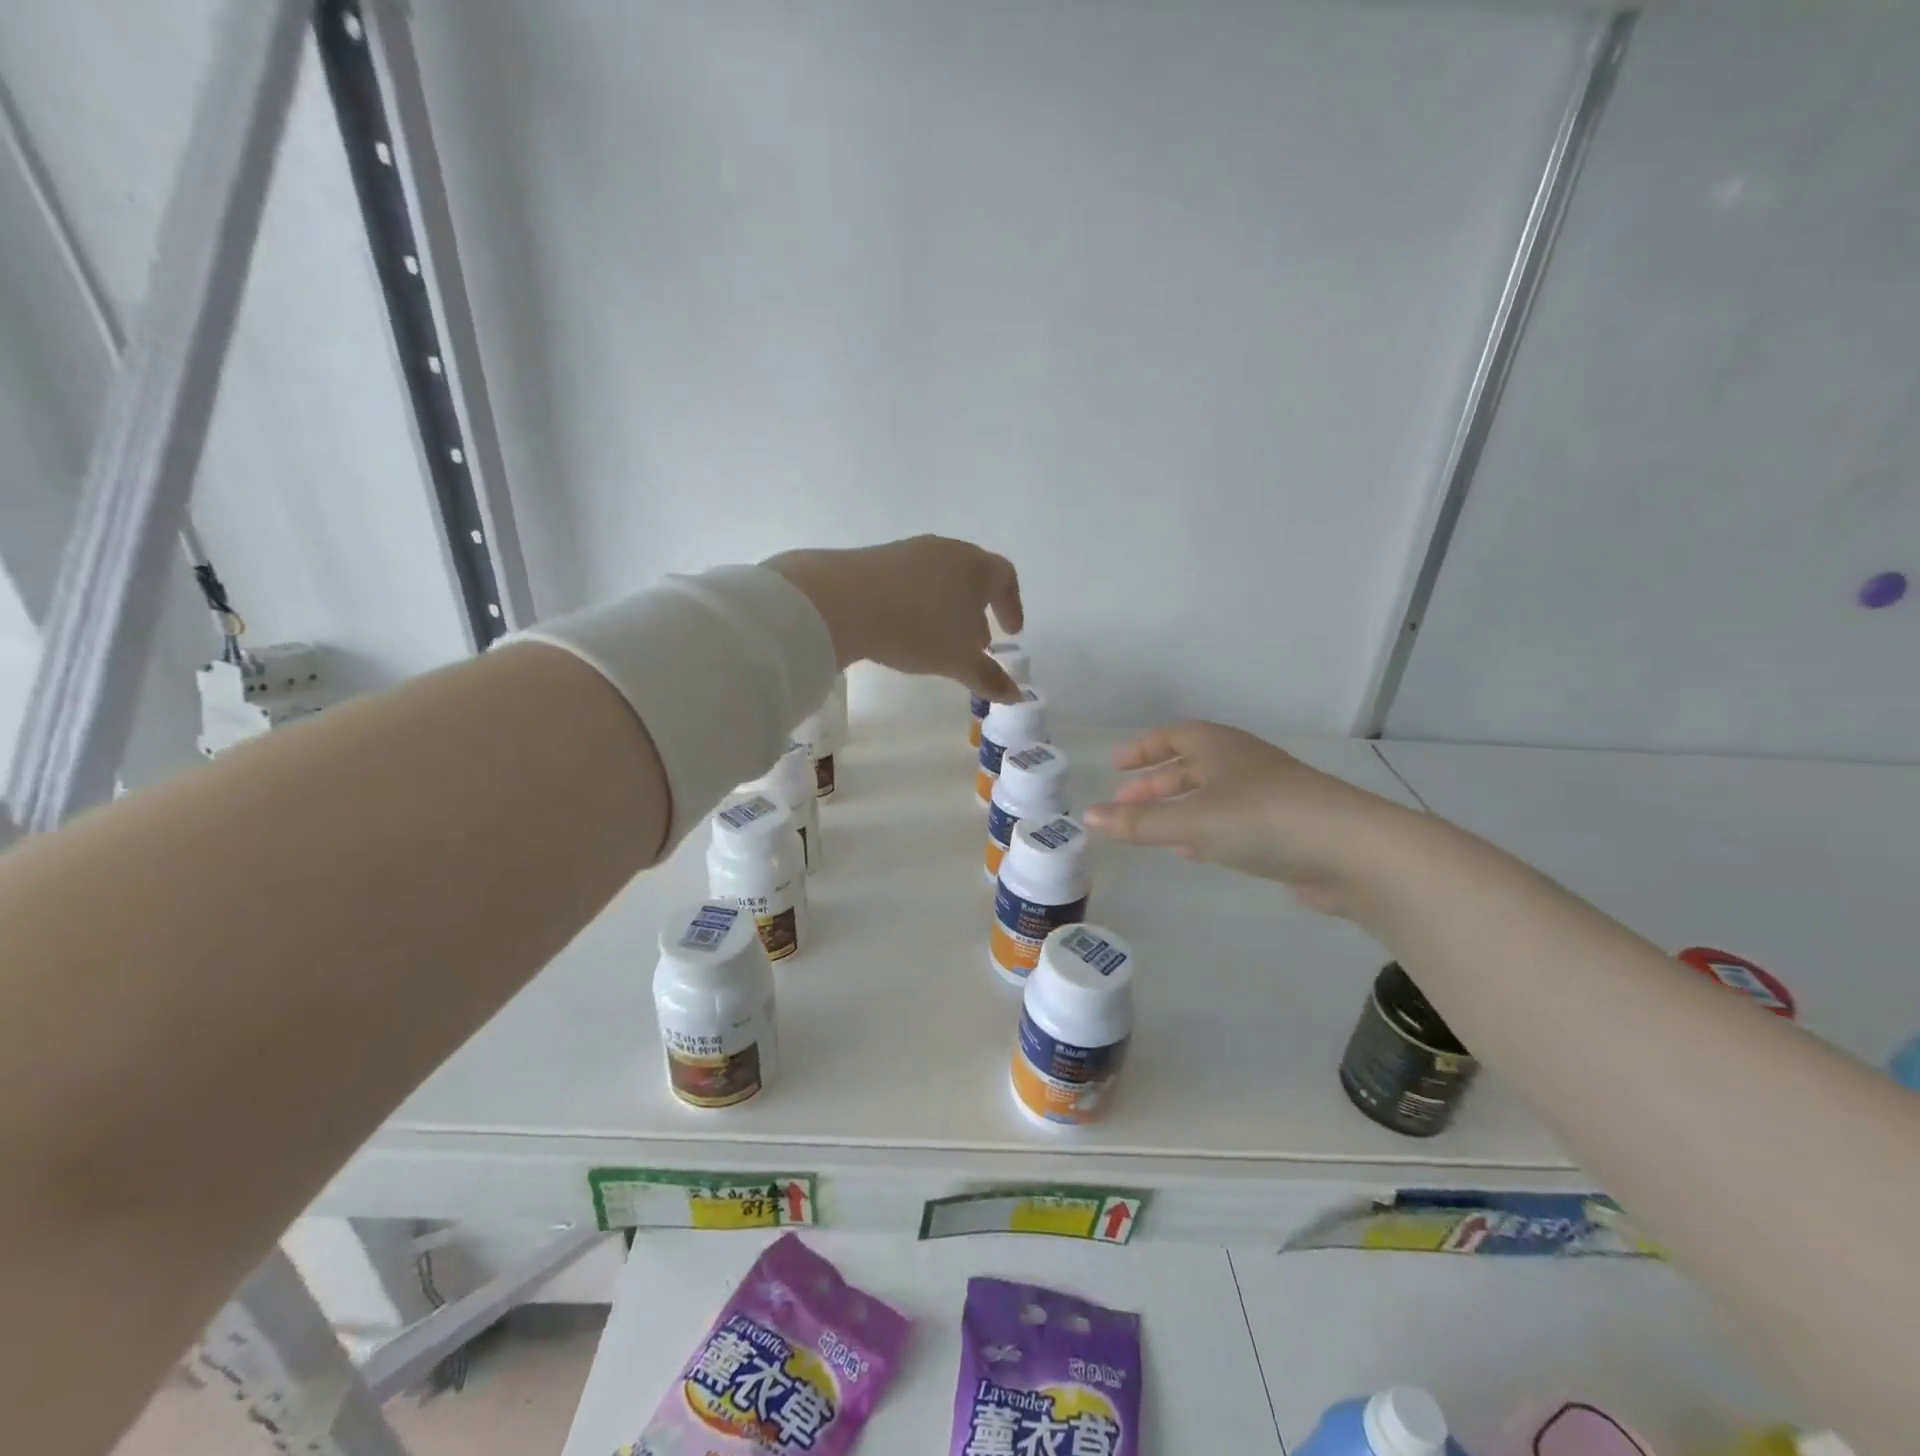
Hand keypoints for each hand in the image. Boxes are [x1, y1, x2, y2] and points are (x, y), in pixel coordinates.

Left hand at [767, 536, 1025, 700]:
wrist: (844, 600)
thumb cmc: (918, 628)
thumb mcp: (958, 660)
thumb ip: (989, 677)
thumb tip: (1017, 696)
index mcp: (976, 567)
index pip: (1006, 577)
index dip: (1012, 605)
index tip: (1011, 632)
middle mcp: (947, 550)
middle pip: (973, 574)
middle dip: (979, 609)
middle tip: (977, 641)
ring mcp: (910, 550)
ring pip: (941, 576)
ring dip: (948, 605)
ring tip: (940, 637)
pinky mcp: (877, 556)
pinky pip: (911, 578)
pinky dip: (919, 600)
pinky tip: (904, 626)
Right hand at [1084, 721, 1413, 914]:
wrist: (1351, 850)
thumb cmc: (1262, 819)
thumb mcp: (1191, 821)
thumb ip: (1139, 823)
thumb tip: (1088, 817)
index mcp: (1219, 747)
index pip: (1172, 736)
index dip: (1142, 750)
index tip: (1116, 767)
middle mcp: (1241, 763)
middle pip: (1189, 767)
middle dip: (1155, 786)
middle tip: (1125, 807)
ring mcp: (1266, 795)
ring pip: (1210, 796)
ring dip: (1178, 811)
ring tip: (1151, 831)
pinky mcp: (1283, 827)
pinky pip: (1231, 822)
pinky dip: (1205, 831)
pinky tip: (1194, 851)